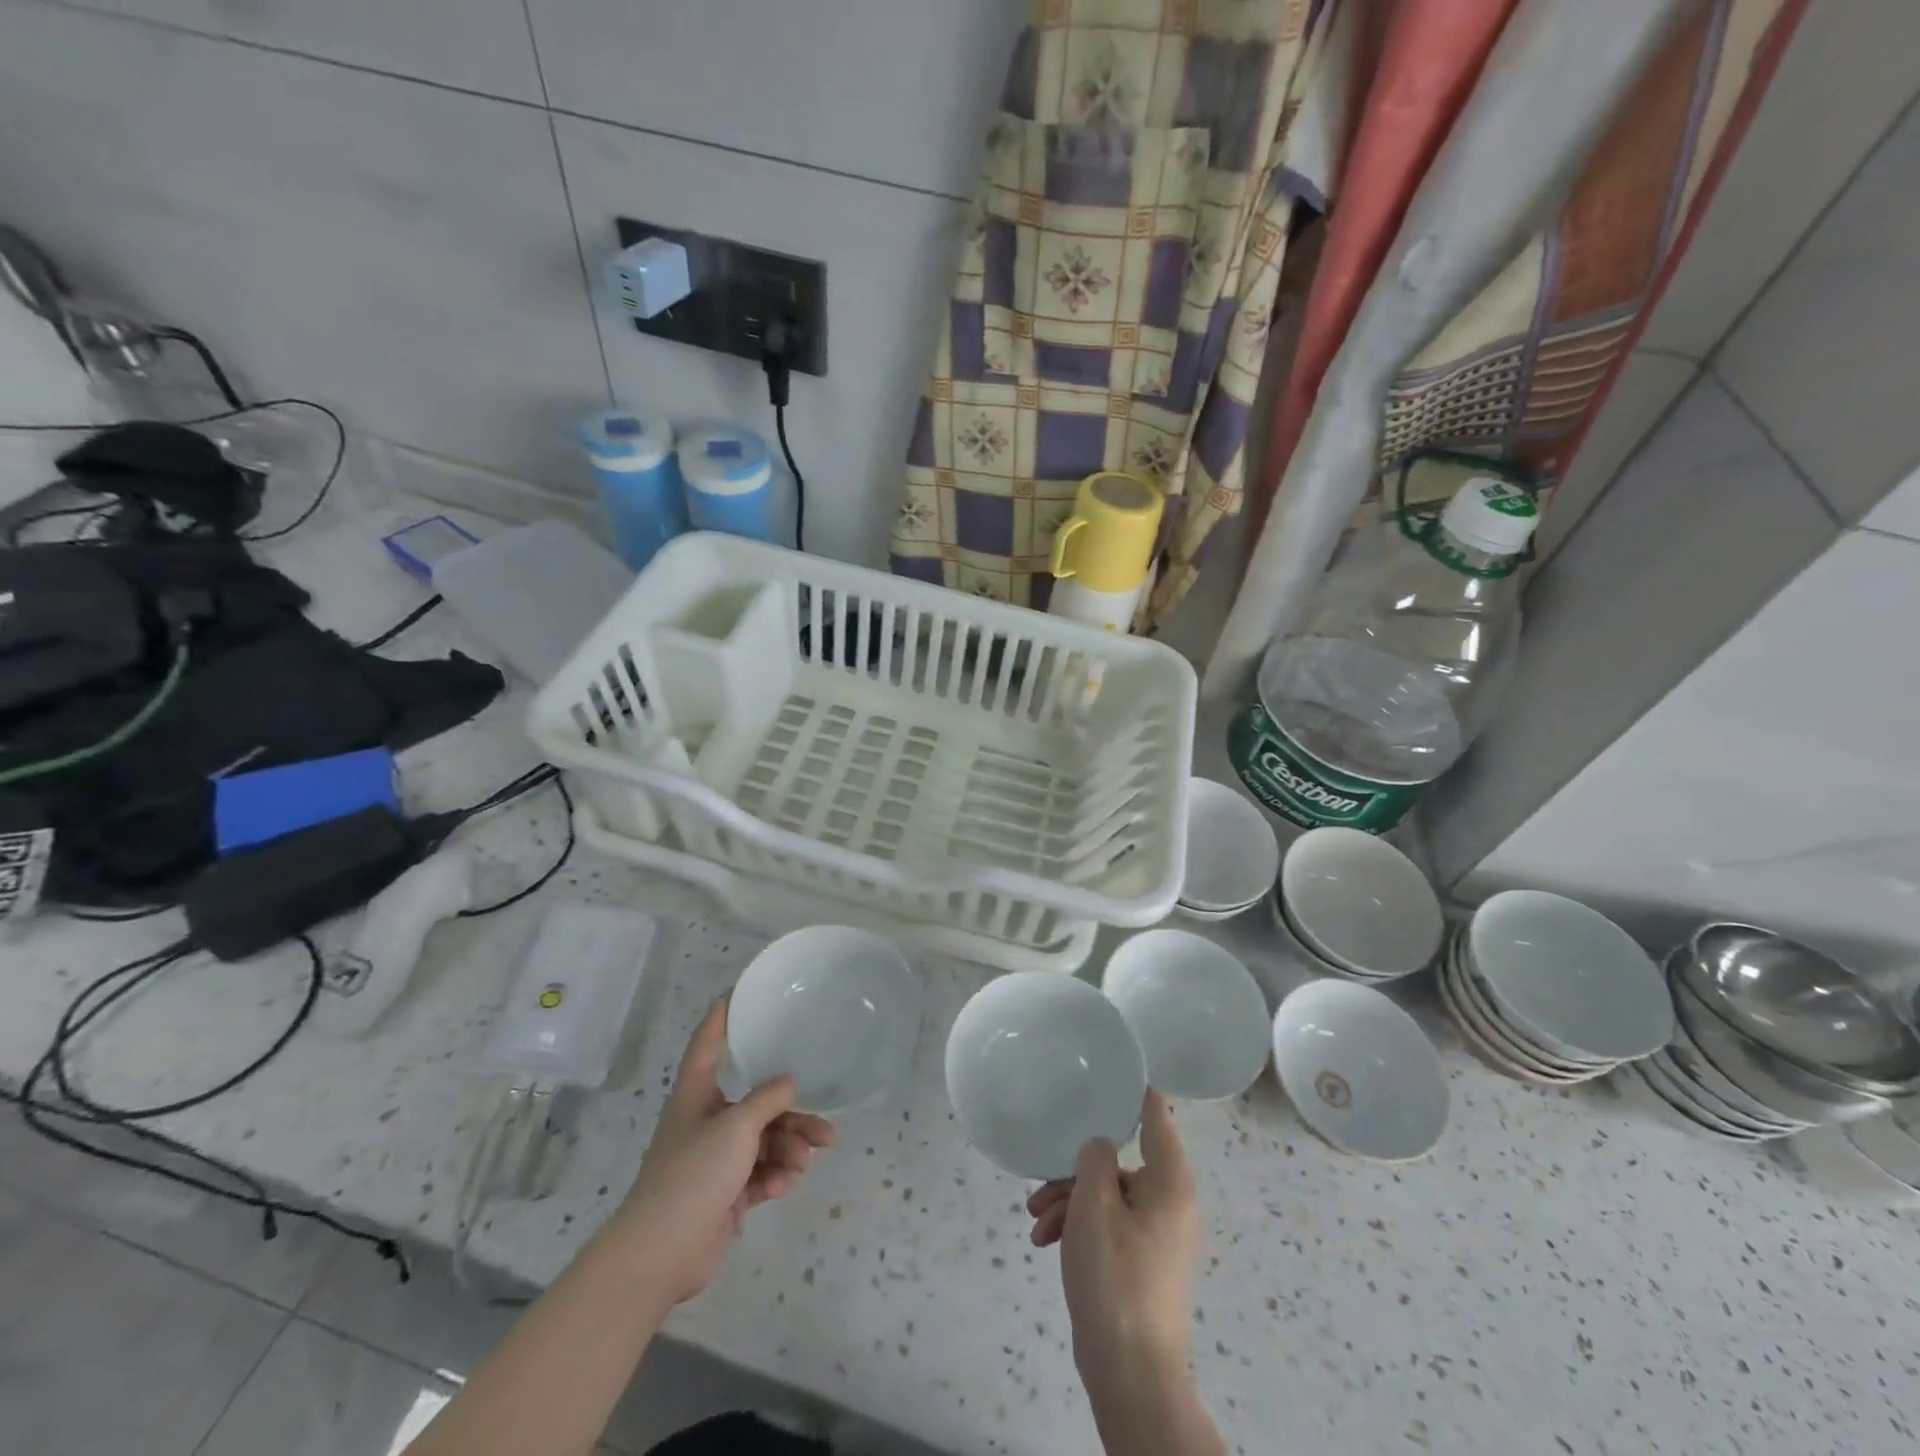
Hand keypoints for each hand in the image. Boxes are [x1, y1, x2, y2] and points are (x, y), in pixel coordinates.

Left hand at [612, 997, 835, 1309]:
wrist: (660, 1253)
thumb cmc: (693, 1173)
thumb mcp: (737, 1126)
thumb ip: (768, 1099)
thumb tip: (789, 1081)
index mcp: (696, 1096)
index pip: (707, 1045)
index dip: (720, 1018)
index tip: (736, 993)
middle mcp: (705, 1122)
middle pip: (755, 1105)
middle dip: (790, 1116)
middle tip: (824, 1127)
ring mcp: (714, 1161)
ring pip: (763, 1142)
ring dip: (788, 1149)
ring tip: (806, 1160)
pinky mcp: (723, 1194)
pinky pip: (758, 1174)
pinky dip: (773, 1177)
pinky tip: (783, 1185)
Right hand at [1027, 1091, 1197, 1380]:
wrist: (1129, 1371)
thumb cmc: (1114, 1275)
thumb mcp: (1094, 1204)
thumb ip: (1095, 1157)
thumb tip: (1100, 1145)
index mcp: (1170, 1181)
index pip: (1155, 1116)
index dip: (1132, 1092)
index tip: (1106, 1073)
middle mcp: (1170, 1201)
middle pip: (1119, 1161)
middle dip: (1074, 1172)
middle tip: (1040, 1186)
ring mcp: (1157, 1234)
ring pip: (1107, 1195)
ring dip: (1069, 1202)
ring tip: (1036, 1223)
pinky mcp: (1142, 1261)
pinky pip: (1109, 1224)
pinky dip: (1079, 1227)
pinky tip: (1045, 1243)